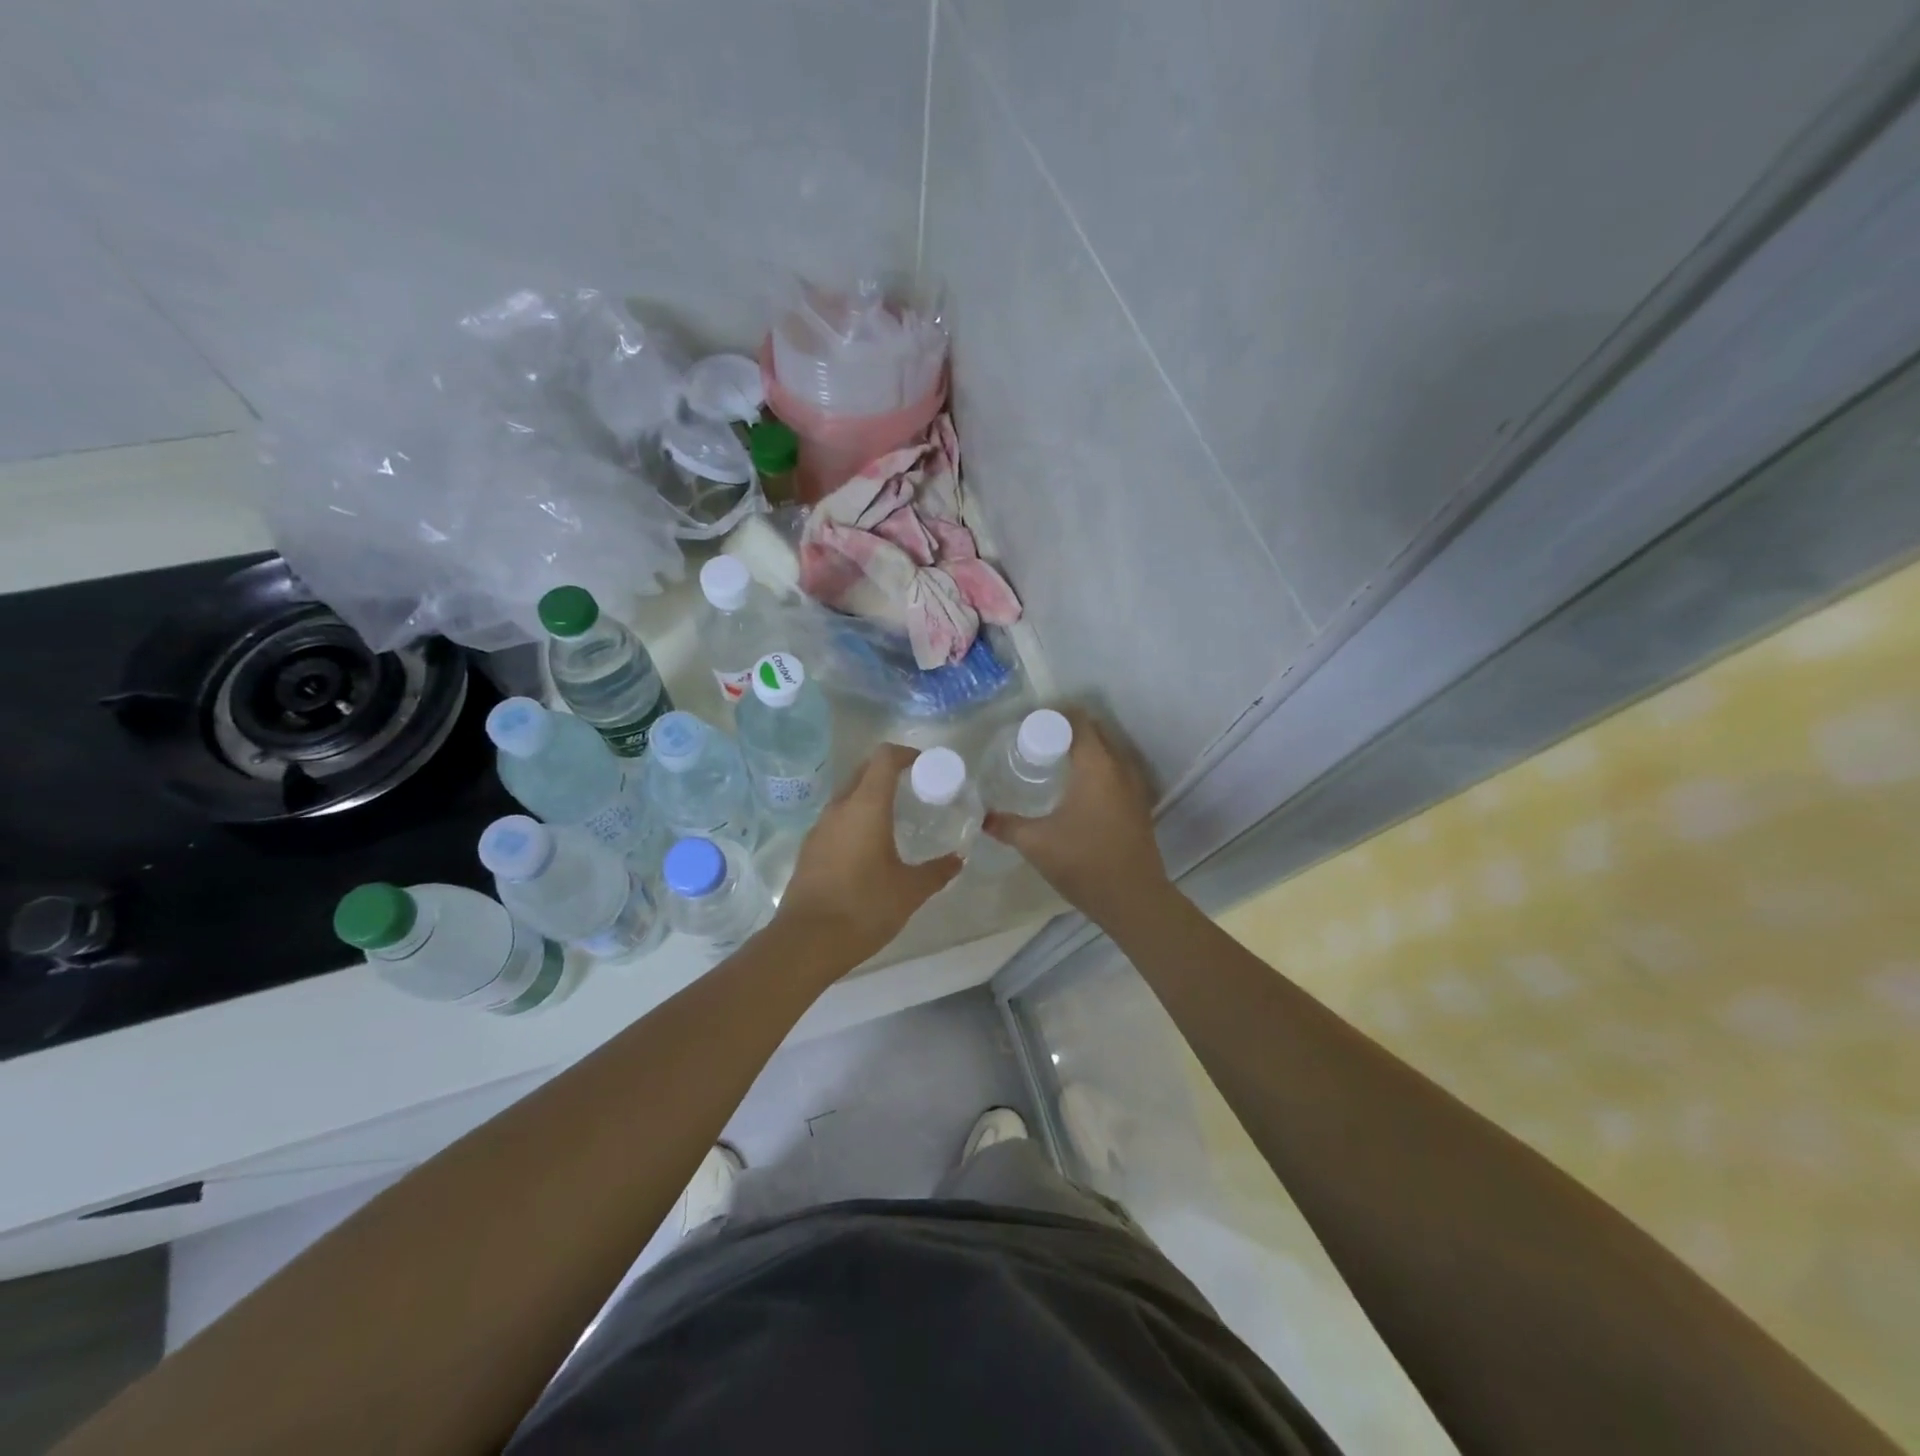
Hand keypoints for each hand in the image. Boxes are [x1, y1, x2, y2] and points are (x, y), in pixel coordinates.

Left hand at [774, 743, 961, 966]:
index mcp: (866, 806)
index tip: (925, 766)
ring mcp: (819, 828)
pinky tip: (870, 847)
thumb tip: (958, 859)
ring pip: (848, 796)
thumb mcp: (910, 891)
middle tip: (915, 790)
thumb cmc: (864, 907)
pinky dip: (856, 820)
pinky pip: (837, 820)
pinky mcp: (809, 849)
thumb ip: (937, 871)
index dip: (906, 754)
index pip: (884, 758)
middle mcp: (839, 808)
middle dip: (889, 772)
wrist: (807, 942)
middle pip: (864, 771)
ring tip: (896, 819)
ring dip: (870, 797)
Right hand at [983, 709, 1169, 925]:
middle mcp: (1120, 768)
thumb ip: (1007, 825)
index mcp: (1096, 766)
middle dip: (1068, 731)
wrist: (1133, 899)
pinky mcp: (1139, 807)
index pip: (1078, 722)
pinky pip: (1117, 773)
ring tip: (1055, 762)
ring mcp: (1135, 788)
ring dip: (1086, 751)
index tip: (1030, 724)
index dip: (1055, 717)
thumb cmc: (1083, 862)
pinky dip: (1098, 770)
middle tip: (1037, 742)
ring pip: (1110, 754)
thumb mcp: (1036, 843)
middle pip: (1096, 733)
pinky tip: (1078, 790)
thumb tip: (983, 817)